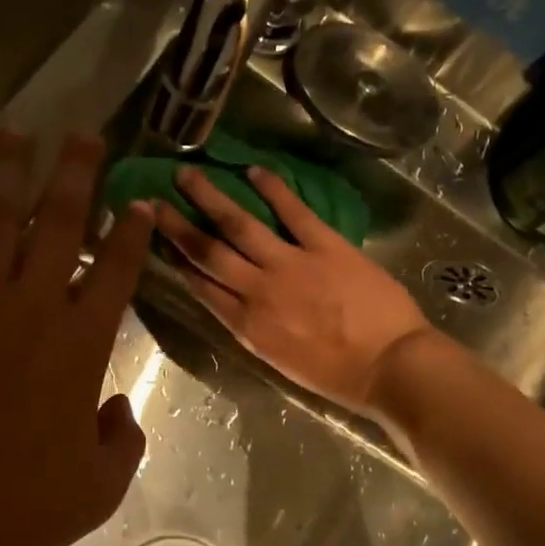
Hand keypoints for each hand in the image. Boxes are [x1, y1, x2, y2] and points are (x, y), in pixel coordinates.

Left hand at [0, 130, 153, 545]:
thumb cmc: (16, 512)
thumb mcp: (99, 488)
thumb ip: (123, 439)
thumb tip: (116, 408)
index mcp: (81, 344)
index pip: (117, 269)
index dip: (132, 231)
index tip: (139, 202)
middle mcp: (30, 305)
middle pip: (59, 222)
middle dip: (76, 173)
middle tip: (84, 134)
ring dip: (8, 170)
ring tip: (16, 131)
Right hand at [154, 165, 434, 415]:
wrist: (391, 366)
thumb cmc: (341, 376)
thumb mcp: (283, 362)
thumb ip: (256, 330)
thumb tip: (236, 303)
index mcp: (248, 325)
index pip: (201, 286)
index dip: (176, 260)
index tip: (156, 239)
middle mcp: (258, 291)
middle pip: (207, 252)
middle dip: (177, 225)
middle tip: (153, 200)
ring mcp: (290, 264)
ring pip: (238, 225)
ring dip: (210, 197)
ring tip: (188, 174)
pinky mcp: (324, 245)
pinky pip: (293, 211)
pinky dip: (273, 188)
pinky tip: (254, 170)